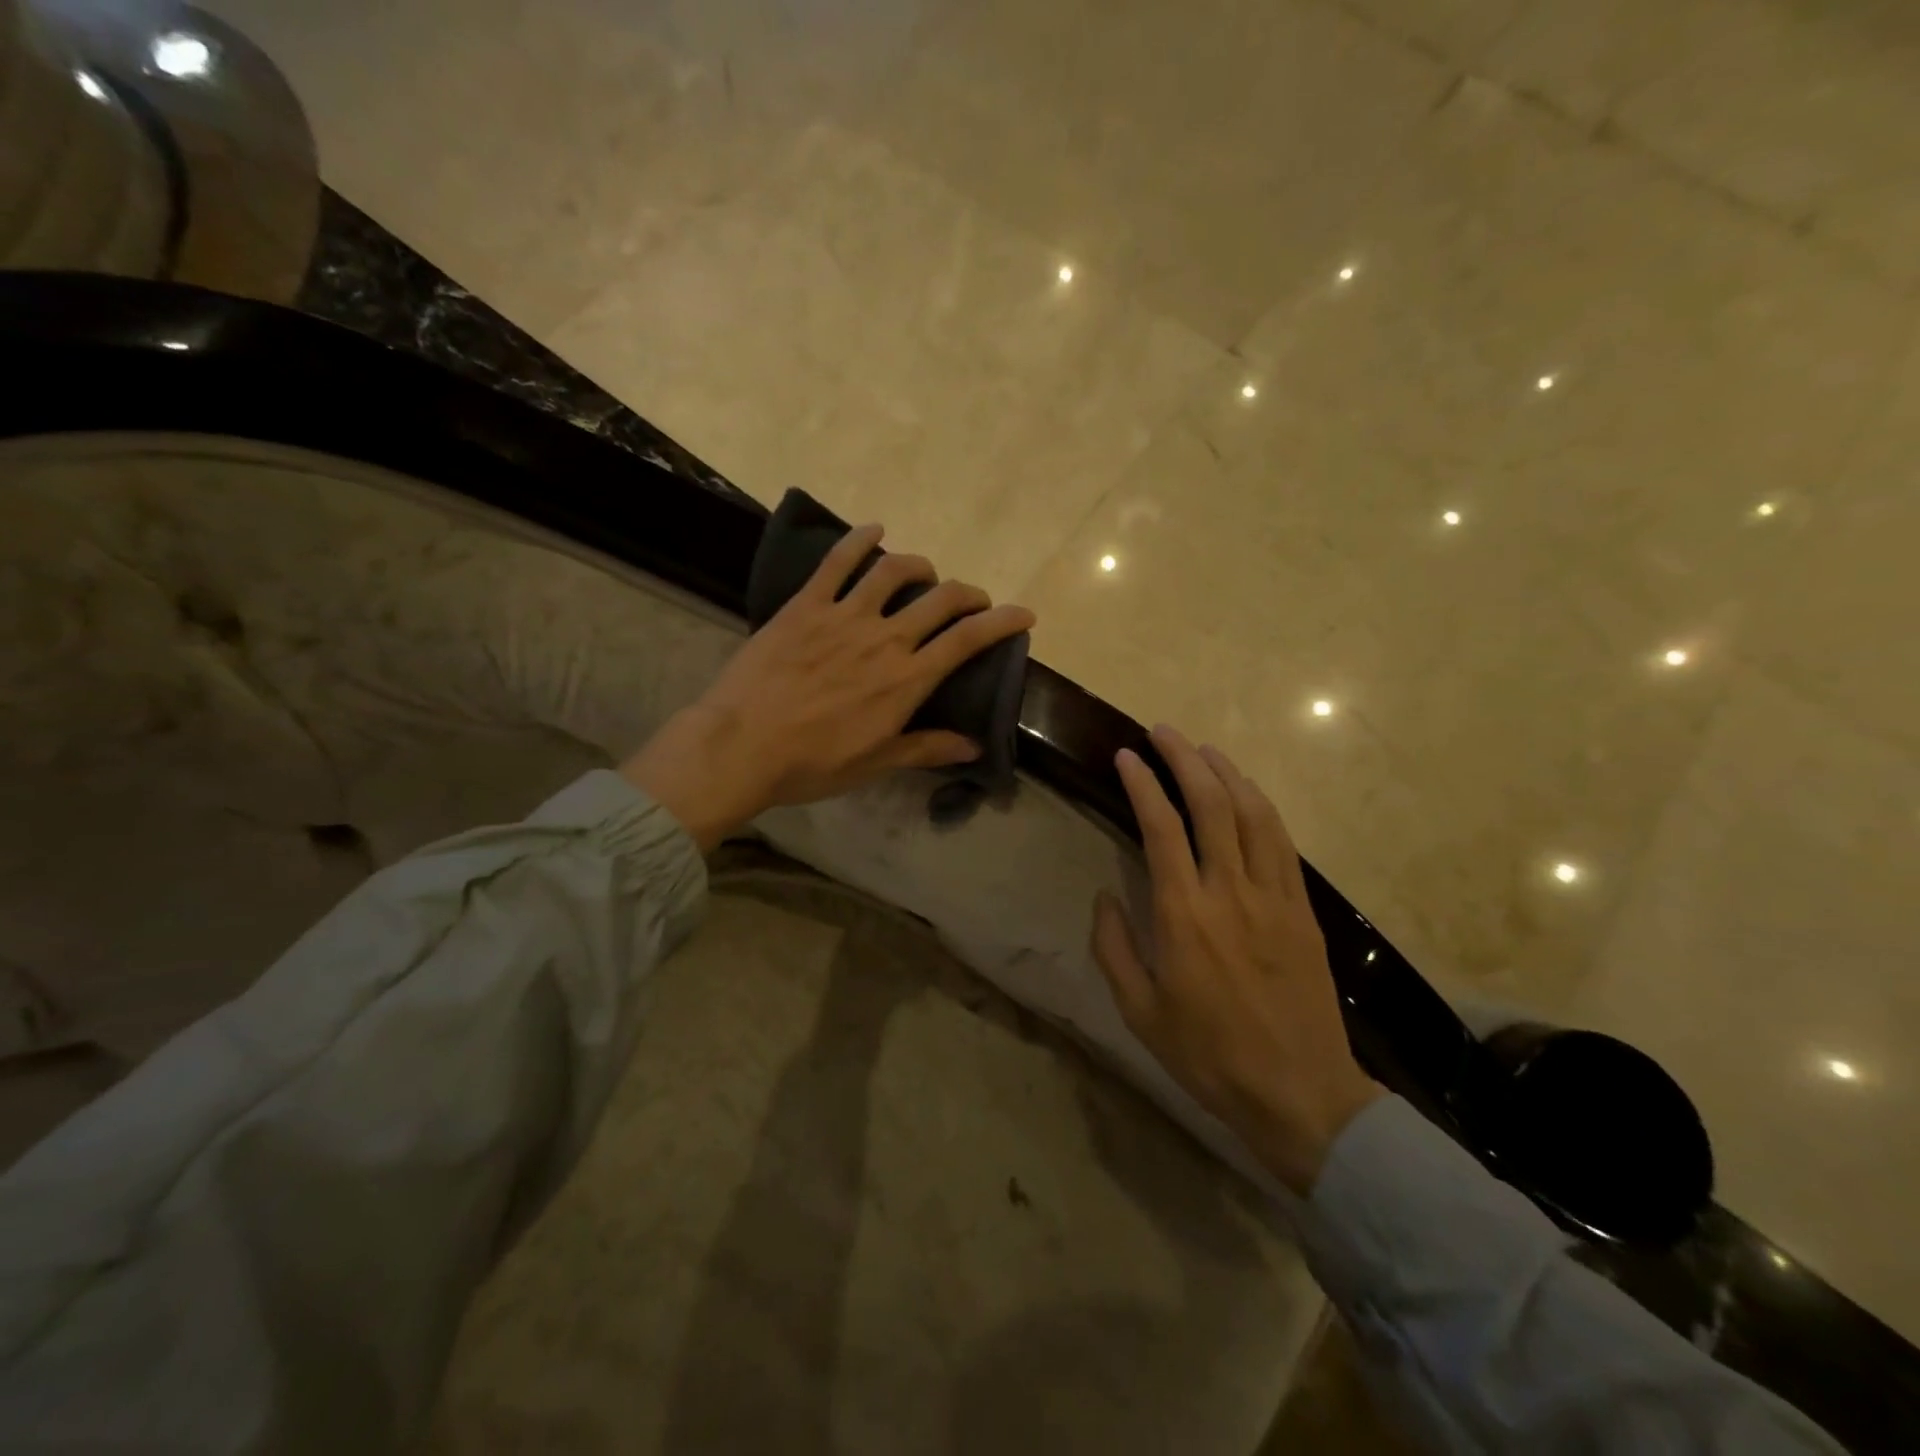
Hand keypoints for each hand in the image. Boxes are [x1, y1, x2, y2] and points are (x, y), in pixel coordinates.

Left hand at [622, 524, 1034, 850]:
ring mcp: (843, 616)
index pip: (967, 641)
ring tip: (925, 571)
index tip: (1023, 614)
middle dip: (967, 594)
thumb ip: (926, 748)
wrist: (741, 746)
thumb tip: (973, 746)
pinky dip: (858, 540)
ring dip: (919, 565)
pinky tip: (874, 530)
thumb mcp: (876, 763)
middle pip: (940, 600)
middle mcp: (885, 639)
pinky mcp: (806, 605)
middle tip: (972, 601)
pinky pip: (837, 562)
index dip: (1002, 622)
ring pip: (894, 572)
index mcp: (906, 680)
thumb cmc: (812, 764)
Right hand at [1091, 726, 1382, 1194]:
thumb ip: (1114, 947)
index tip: (1126, 756)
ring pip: (1253, 814)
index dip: (1142, 784)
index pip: (1161, 828)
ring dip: (1226, 773)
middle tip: (1162, 732)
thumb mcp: (1139, 1012)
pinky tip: (1247, 793)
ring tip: (1203, 750)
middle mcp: (1230, 892)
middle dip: (1183, 759)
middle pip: (1210, 805)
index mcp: (1184, 916)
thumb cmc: (1208, 1055)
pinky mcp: (1303, 909)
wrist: (1299, 1093)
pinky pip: (1283, 843)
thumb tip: (1106, 897)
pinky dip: (1262, 807)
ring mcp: (1274, 897)